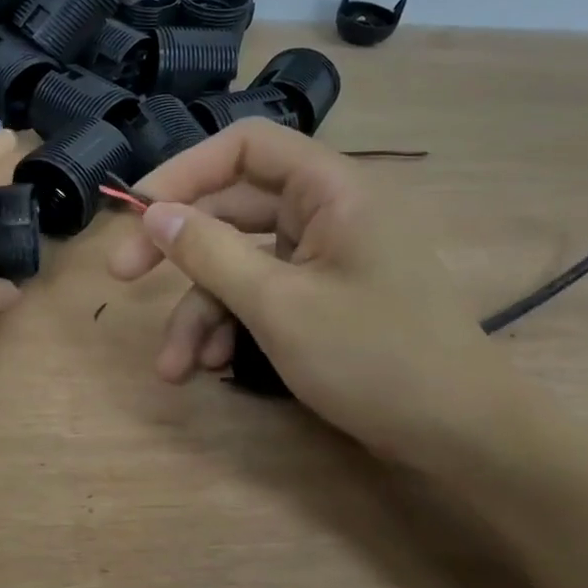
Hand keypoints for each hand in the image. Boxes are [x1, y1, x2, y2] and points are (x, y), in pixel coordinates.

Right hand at [107, 118, 522, 473]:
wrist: (465, 439)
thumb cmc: (376, 359)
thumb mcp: (278, 305)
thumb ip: (209, 252)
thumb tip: (153, 212)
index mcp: (332, 189)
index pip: (244, 148)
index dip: (184, 171)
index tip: (137, 211)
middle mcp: (328, 212)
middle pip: (231, 208)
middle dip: (177, 250)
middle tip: (122, 277)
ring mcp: (326, 257)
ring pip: (239, 262)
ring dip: (199, 309)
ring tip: (173, 366)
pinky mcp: (323, 297)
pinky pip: (262, 293)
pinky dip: (230, 325)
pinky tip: (208, 367)